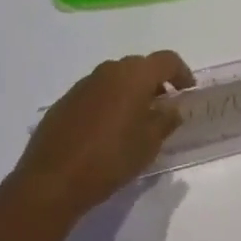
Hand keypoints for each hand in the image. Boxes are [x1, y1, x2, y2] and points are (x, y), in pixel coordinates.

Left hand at [12, 50, 192, 219]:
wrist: (52, 179)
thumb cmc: (109, 159)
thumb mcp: (147, 145)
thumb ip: (165, 121)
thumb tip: (172, 109)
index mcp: (134, 75)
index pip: (167, 60)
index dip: (181, 72)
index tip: (188, 90)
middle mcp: (111, 69)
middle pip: (141, 67)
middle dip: (155, 83)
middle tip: (162, 108)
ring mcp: (86, 82)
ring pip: (117, 78)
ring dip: (130, 93)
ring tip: (134, 122)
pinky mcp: (67, 99)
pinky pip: (97, 93)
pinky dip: (108, 103)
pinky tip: (106, 131)